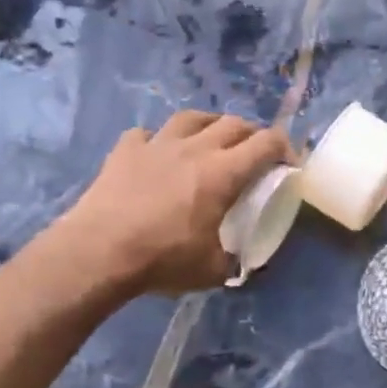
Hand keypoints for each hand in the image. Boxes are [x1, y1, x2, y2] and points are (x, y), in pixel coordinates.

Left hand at [52, 111, 289, 295]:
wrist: (98, 252)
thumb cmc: (163, 259)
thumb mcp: (212, 270)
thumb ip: (233, 259)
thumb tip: (241, 262)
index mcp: (224, 173)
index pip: (266, 143)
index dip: (284, 148)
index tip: (288, 162)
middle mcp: (195, 148)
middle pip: (233, 123)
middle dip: (252, 133)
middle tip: (254, 152)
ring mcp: (157, 144)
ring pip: (192, 117)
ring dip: (209, 124)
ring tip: (211, 138)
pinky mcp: (125, 150)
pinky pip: (148, 135)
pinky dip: (159, 140)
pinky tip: (158, 154)